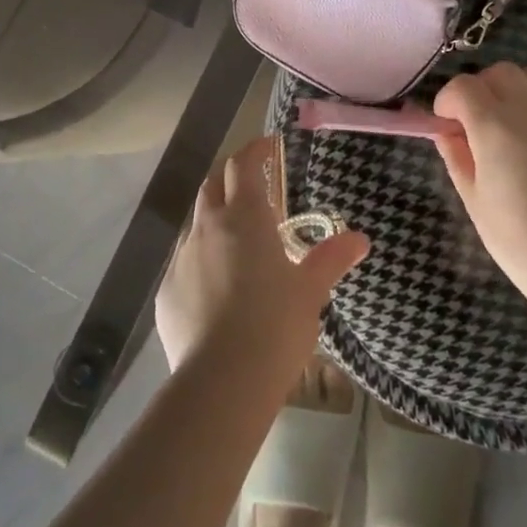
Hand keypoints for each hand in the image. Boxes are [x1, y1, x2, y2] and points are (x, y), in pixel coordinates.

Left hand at [155, 138, 369, 381]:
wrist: (222, 381)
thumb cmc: (275, 326)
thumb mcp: (310, 291)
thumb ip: (331, 258)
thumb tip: (360, 239)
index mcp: (245, 217)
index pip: (244, 166)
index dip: (255, 150)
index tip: (268, 145)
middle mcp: (207, 227)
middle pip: (213, 184)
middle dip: (230, 177)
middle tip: (251, 183)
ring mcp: (182, 258)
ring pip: (196, 223)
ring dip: (214, 219)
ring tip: (236, 239)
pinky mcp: (166, 292)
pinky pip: (184, 262)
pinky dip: (201, 259)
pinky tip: (215, 286)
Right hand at [432, 62, 526, 310]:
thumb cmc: (520, 239)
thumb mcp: (473, 200)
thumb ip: (456, 156)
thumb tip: (446, 132)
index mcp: (493, 124)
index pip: (461, 86)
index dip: (448, 101)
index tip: (448, 124)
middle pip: (500, 72)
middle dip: (483, 90)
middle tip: (481, 123)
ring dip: (523, 87)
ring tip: (521, 118)